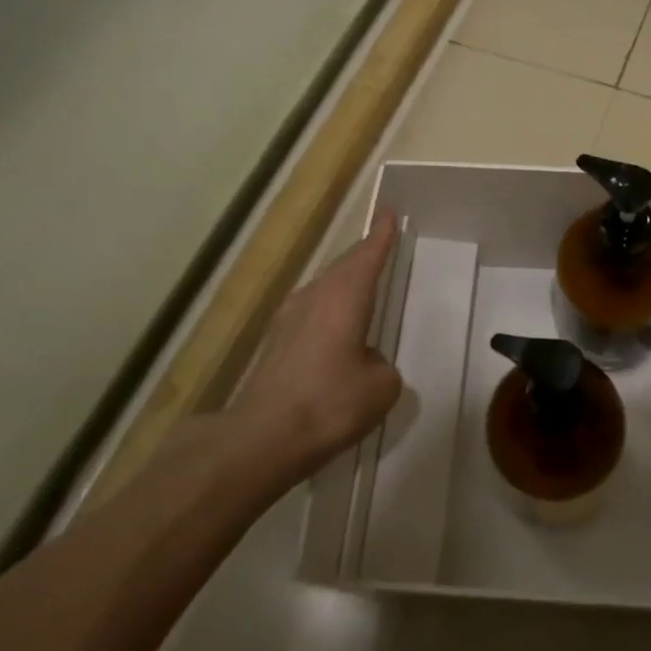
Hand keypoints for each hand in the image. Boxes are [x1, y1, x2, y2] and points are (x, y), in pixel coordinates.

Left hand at [219, 211, 403, 486]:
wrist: (261, 438)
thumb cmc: (330, 402)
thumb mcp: (380, 388)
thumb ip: (382, 367)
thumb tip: (366, 364)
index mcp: (345, 296)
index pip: (368, 255)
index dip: (381, 235)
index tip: (389, 213)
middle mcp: (315, 297)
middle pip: (344, 267)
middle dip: (363, 255)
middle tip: (380, 244)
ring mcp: (289, 319)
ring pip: (324, 288)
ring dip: (343, 283)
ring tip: (361, 284)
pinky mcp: (275, 345)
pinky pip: (311, 313)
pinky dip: (328, 311)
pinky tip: (334, 330)